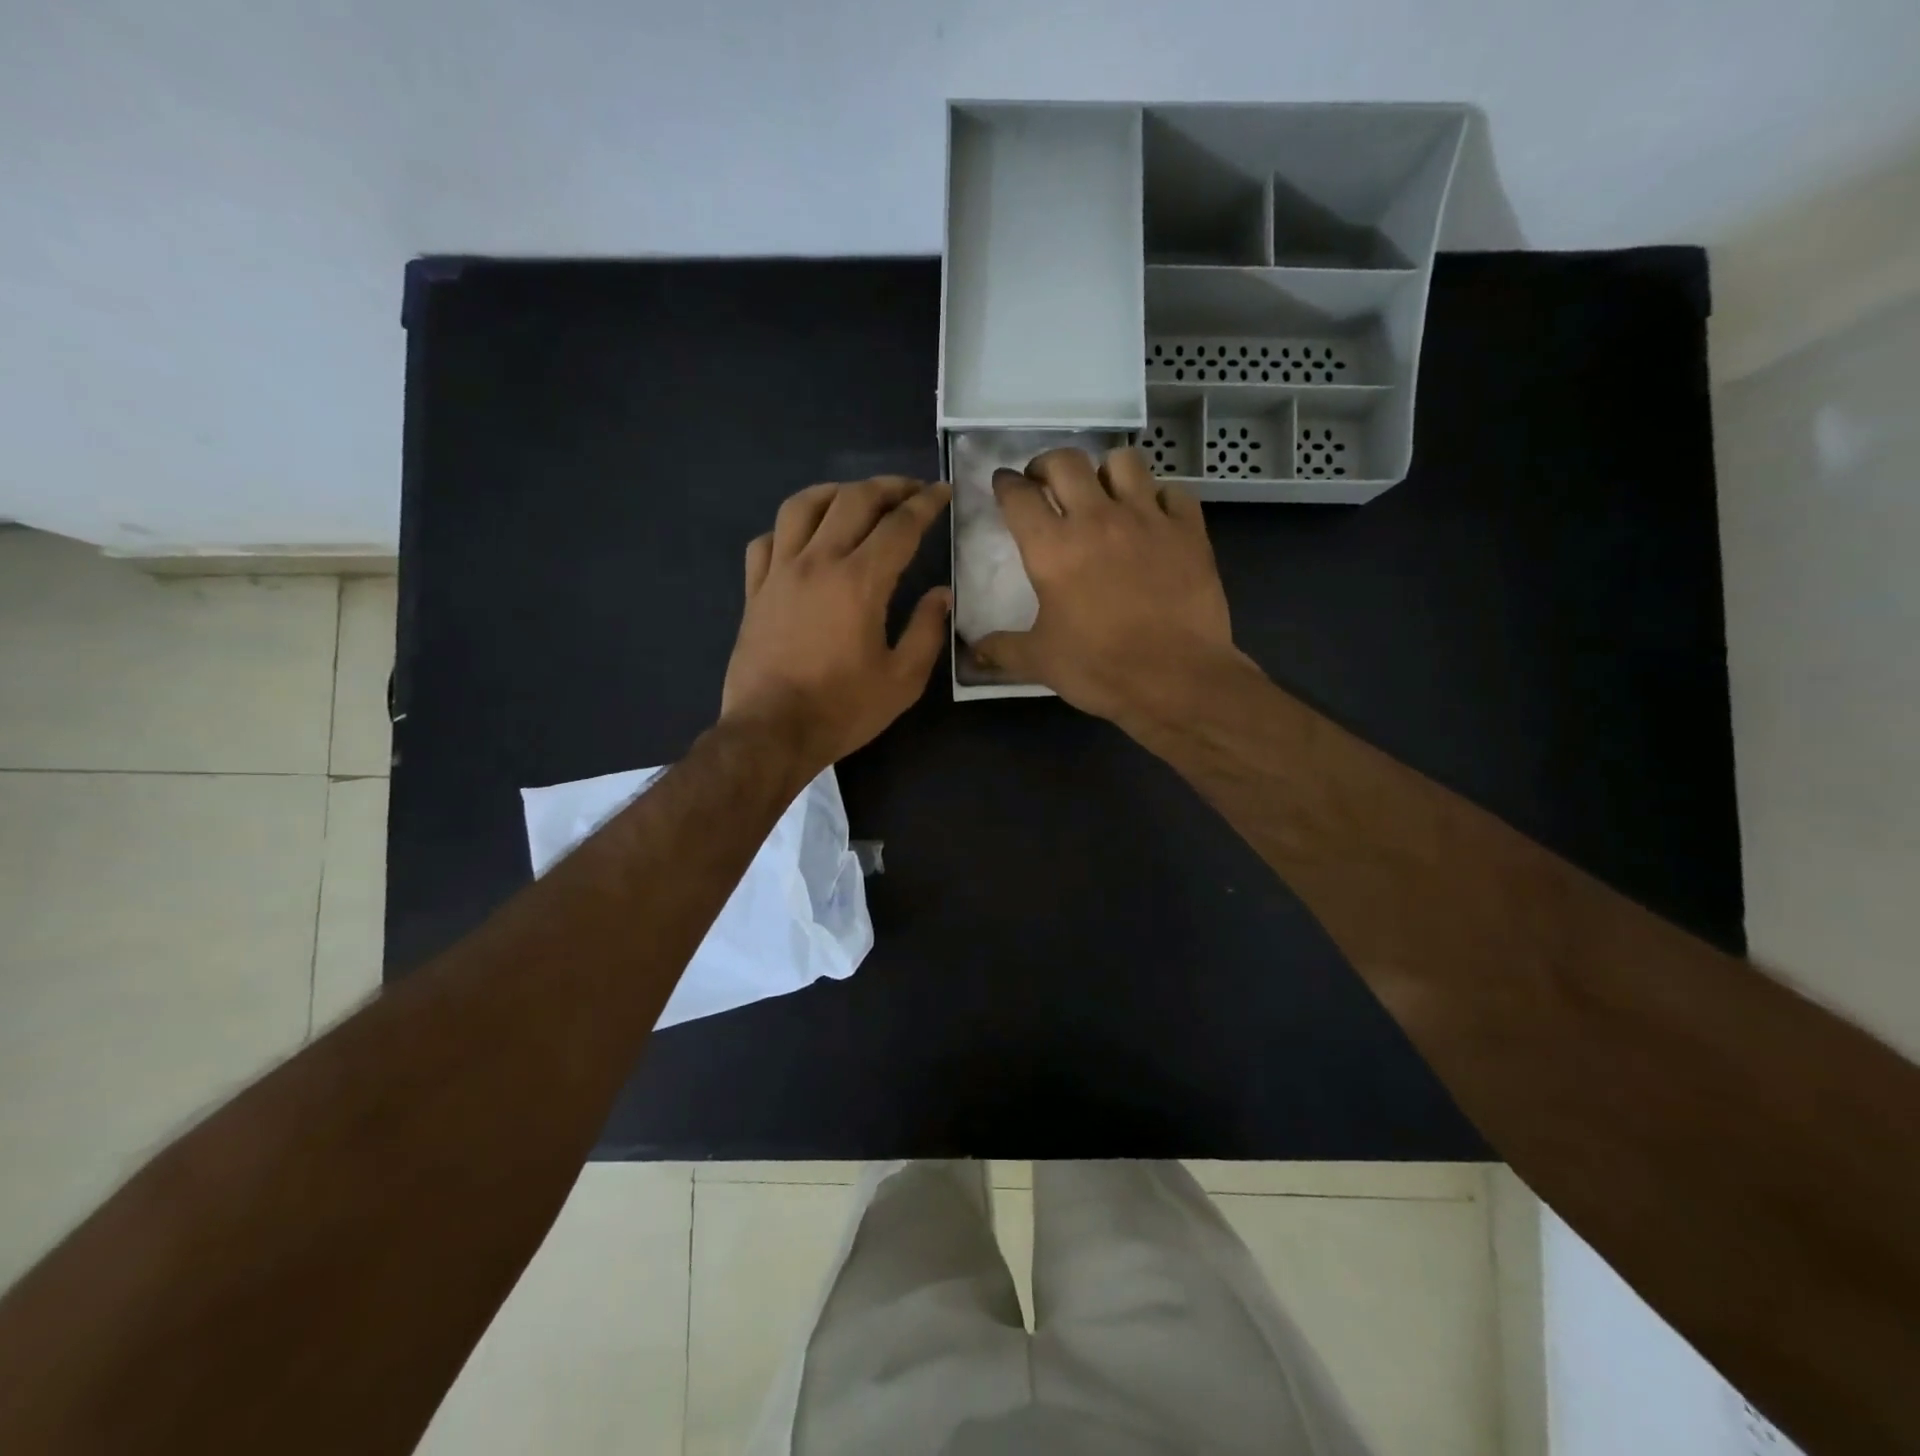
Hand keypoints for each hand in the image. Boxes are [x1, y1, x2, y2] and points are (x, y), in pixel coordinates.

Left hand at [721, 477, 951, 774]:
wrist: (771, 732)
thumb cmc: (842, 709)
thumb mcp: (902, 680)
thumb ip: (927, 631)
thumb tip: (941, 594)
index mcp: (860, 581)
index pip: (899, 525)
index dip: (926, 503)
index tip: (943, 491)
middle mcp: (817, 562)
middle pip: (853, 500)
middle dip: (887, 487)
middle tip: (910, 491)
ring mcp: (779, 573)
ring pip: (802, 506)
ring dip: (835, 492)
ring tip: (856, 498)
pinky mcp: (754, 591)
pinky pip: (767, 541)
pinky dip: (789, 529)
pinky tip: (803, 539)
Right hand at [973, 447, 1249, 726]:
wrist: (1176, 679)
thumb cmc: (1100, 668)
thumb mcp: (1040, 662)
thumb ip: (1002, 649)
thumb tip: (972, 652)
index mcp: (1052, 548)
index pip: (1019, 495)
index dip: (1006, 483)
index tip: (1004, 483)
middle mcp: (1097, 519)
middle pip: (1065, 462)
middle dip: (1047, 464)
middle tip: (1044, 482)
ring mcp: (1147, 518)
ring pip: (1122, 462)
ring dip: (1104, 471)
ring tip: (1101, 492)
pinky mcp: (1188, 530)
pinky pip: (1172, 492)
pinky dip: (1158, 498)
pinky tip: (1152, 518)